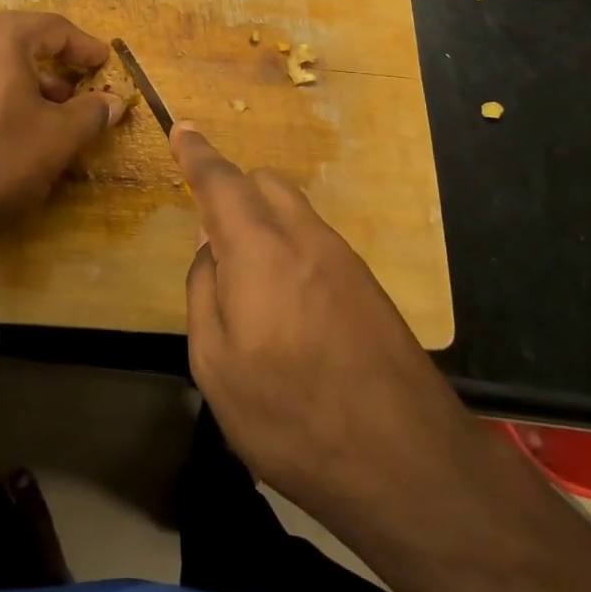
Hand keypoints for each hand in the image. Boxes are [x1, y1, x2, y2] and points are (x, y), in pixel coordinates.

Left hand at [0, 12, 124, 250]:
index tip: (105, 64)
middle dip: (54, 65)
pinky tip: (10, 131)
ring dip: (26, 82)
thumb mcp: (58, 138)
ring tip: (49, 116)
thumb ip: (91, 113)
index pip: (52, 28)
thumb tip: (113, 102)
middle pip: (19, 41)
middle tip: (79, 92)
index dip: (84, 47)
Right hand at [176, 123, 478, 540]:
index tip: (182, 129)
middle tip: (213, 237)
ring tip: (250, 284)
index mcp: (259, 250)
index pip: (221, 182)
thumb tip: (211, 252)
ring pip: (294, 210)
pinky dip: (290, 248)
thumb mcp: (216, 366)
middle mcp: (304, 238)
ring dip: (264, 222)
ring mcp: (343, 259)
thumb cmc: (292, 418)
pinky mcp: (367, 285)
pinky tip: (289, 308)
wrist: (408, 462)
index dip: (197, 153)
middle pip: (265, 183)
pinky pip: (315, 240)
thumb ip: (203, 293)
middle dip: (234, 191)